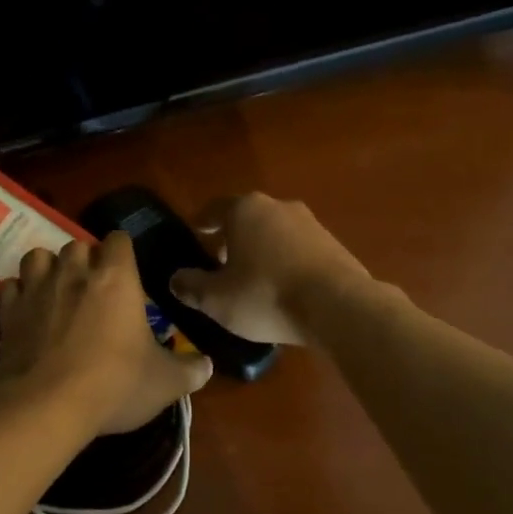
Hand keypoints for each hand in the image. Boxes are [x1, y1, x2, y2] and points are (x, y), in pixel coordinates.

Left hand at [0, 233, 212, 435]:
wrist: (47, 407)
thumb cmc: (115, 385)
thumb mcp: (165, 383)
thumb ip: (190, 370)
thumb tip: (207, 365)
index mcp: (116, 279)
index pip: (118, 240)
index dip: (122, 252)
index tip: (127, 272)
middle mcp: (74, 273)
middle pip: (77, 245)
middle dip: (85, 261)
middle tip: (94, 288)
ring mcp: (36, 290)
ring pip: (39, 256)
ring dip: (49, 268)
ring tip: (57, 291)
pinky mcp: (8, 312)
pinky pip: (10, 286)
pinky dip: (19, 293)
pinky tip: (28, 311)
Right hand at [168, 193, 371, 345]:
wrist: (337, 306)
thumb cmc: (265, 296)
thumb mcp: (216, 299)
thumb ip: (191, 286)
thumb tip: (175, 279)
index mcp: (245, 210)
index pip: (214, 209)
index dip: (201, 222)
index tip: (194, 233)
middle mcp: (278, 206)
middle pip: (247, 219)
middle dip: (232, 238)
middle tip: (219, 262)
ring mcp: (311, 223)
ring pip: (275, 233)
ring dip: (261, 251)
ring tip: (251, 279)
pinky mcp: (334, 245)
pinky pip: (299, 250)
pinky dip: (286, 263)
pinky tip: (282, 288)